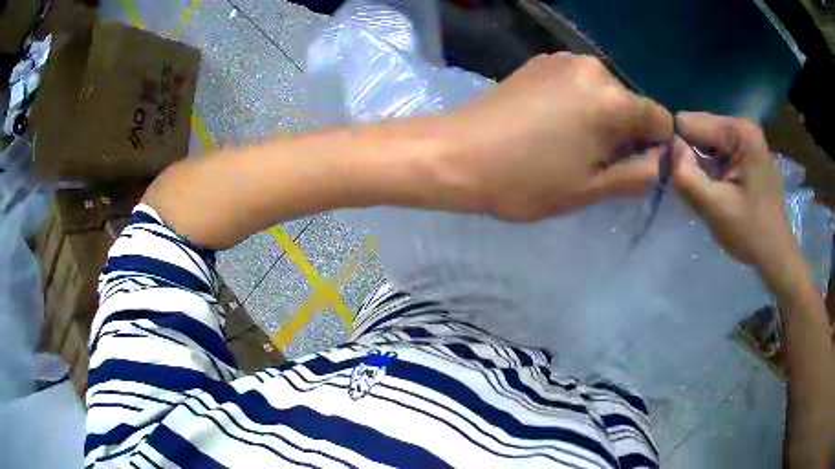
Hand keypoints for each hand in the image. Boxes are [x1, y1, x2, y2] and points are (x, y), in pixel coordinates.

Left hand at [449, 52, 672, 220]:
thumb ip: (639, 173)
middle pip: (632, 105)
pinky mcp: (541, 61)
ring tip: (569, 144)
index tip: (632, 167)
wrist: (457, 154)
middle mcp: (594, 68)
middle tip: (594, 162)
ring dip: (601, 119)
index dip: (655, 147)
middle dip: (626, 133)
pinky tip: (552, 124)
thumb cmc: (527, 180)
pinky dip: (579, 104)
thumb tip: (664, 160)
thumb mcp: (592, 187)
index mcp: (613, 99)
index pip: (661, 120)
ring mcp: (564, 59)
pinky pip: (579, 85)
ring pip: (605, 94)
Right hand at [671, 112, 800, 273]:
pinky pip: (713, 149)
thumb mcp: (715, 209)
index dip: (678, 149)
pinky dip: (708, 168)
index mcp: (738, 131)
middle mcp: (740, 124)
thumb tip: (666, 149)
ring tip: (709, 191)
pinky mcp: (743, 149)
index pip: (687, 122)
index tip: (684, 180)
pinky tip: (717, 188)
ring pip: (702, 139)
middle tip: (700, 189)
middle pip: (695, 128)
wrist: (775, 253)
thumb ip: (687, 176)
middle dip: (689, 156)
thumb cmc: (751, 234)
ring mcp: (743, 136)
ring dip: (698, 164)